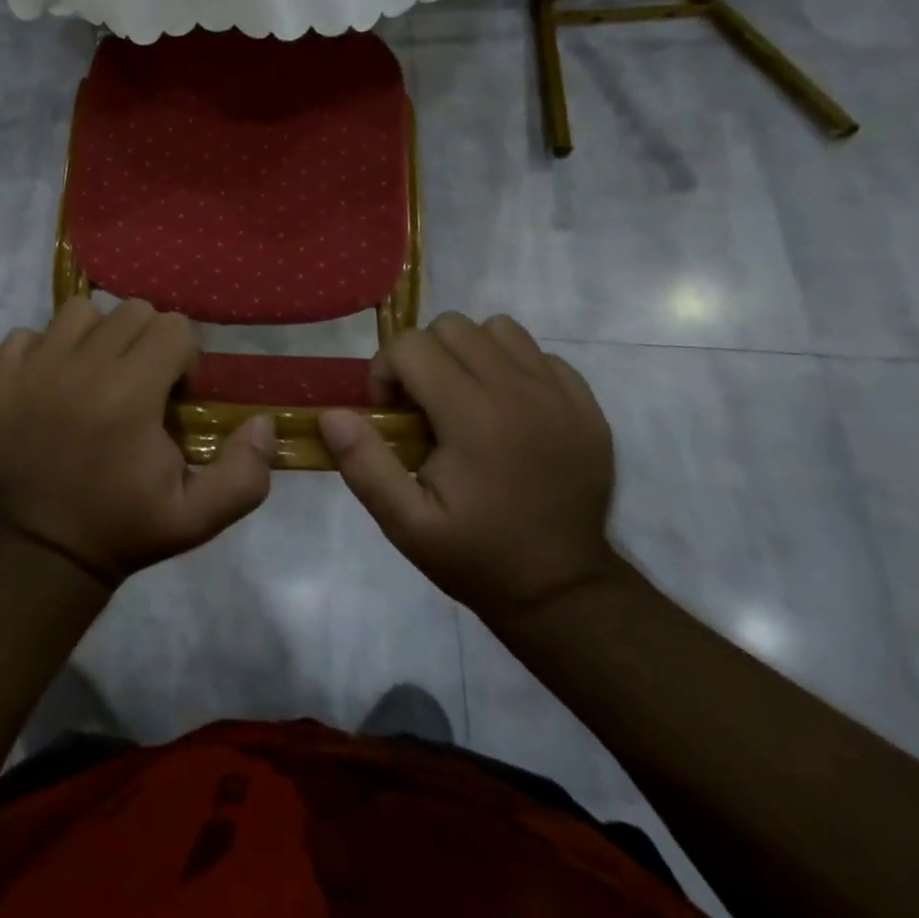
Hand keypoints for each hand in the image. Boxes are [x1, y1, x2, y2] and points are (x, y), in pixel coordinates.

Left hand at [0, 298, 274, 585]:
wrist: (44, 552)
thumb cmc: (124, 528)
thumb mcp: (198, 518)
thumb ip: (244, 474)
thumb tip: (262, 423)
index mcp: (130, 395)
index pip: (173, 327)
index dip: (184, 358)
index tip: (174, 396)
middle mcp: (81, 369)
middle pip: (131, 311)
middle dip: (147, 341)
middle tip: (141, 384)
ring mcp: (34, 370)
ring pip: (79, 312)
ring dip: (97, 336)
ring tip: (97, 375)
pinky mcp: (1, 380)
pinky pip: (26, 333)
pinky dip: (44, 348)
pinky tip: (54, 380)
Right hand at [320, 313, 618, 623]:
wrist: (564, 591)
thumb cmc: (478, 556)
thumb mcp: (406, 525)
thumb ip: (364, 465)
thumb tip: (332, 414)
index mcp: (473, 416)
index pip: (412, 346)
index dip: (386, 371)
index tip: (390, 415)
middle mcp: (518, 390)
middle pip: (452, 326)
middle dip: (423, 357)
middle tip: (422, 406)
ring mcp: (558, 394)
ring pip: (497, 329)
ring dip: (469, 353)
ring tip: (464, 398)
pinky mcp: (586, 404)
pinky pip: (538, 353)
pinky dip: (513, 367)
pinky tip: (507, 410)